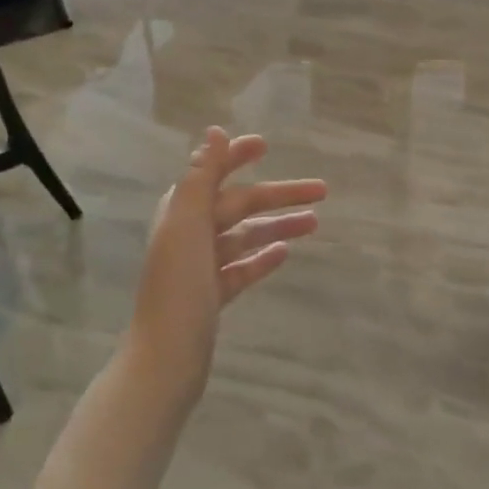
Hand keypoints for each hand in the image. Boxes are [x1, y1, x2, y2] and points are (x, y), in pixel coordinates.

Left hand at [125, 127, 326, 403]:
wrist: (166, 358)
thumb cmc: (178, 285)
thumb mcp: (188, 223)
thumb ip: (201, 176)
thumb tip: (215, 130)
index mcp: (181, 211)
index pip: (213, 172)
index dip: (237, 156)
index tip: (267, 145)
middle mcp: (190, 233)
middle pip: (239, 205)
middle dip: (278, 195)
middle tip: (323, 190)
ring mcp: (201, 267)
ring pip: (246, 237)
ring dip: (278, 226)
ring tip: (315, 223)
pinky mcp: (212, 296)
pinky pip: (242, 269)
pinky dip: (262, 258)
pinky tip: (285, 253)